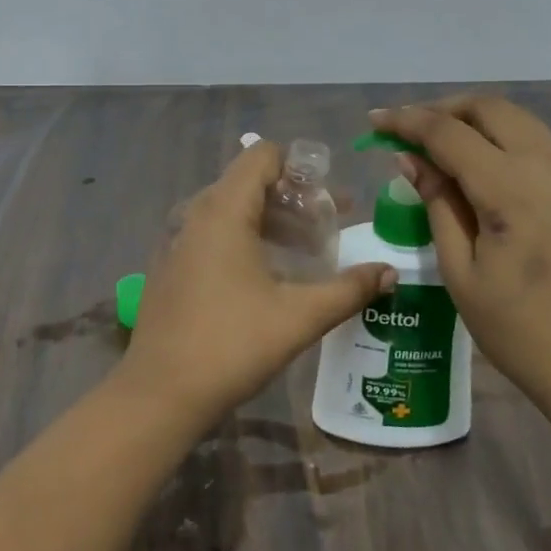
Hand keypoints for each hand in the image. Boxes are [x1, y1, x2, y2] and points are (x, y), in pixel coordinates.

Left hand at [117, 140, 394, 432]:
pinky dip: (244, 238)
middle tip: (329, 228)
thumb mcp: (299, 316)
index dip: (300, 168)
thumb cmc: (232, 344)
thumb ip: (349, 289)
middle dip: (294, 200)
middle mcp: (196, 213)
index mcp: (224, 210)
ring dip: (271, 221)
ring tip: (306, 252)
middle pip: (250, 183)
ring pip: (231, 210)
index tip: (330, 199)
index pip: (262, 156)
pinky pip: (212, 233)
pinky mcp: (170, 265)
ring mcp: (177, 239)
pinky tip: (266, 276)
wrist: (159, 394)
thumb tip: (391, 273)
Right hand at [367, 98, 550, 423]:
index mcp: (511, 188)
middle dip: (442, 109)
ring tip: (437, 143)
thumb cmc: (520, 331)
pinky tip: (477, 164)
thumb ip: (438, 205)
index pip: (448, 133)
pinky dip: (499, 135)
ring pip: (516, 118)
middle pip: (488, 108)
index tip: (374, 121)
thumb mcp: (461, 273)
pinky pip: (534, 140)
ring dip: (473, 118)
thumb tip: (410, 159)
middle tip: (407, 132)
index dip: (407, 121)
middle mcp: (545, 166)